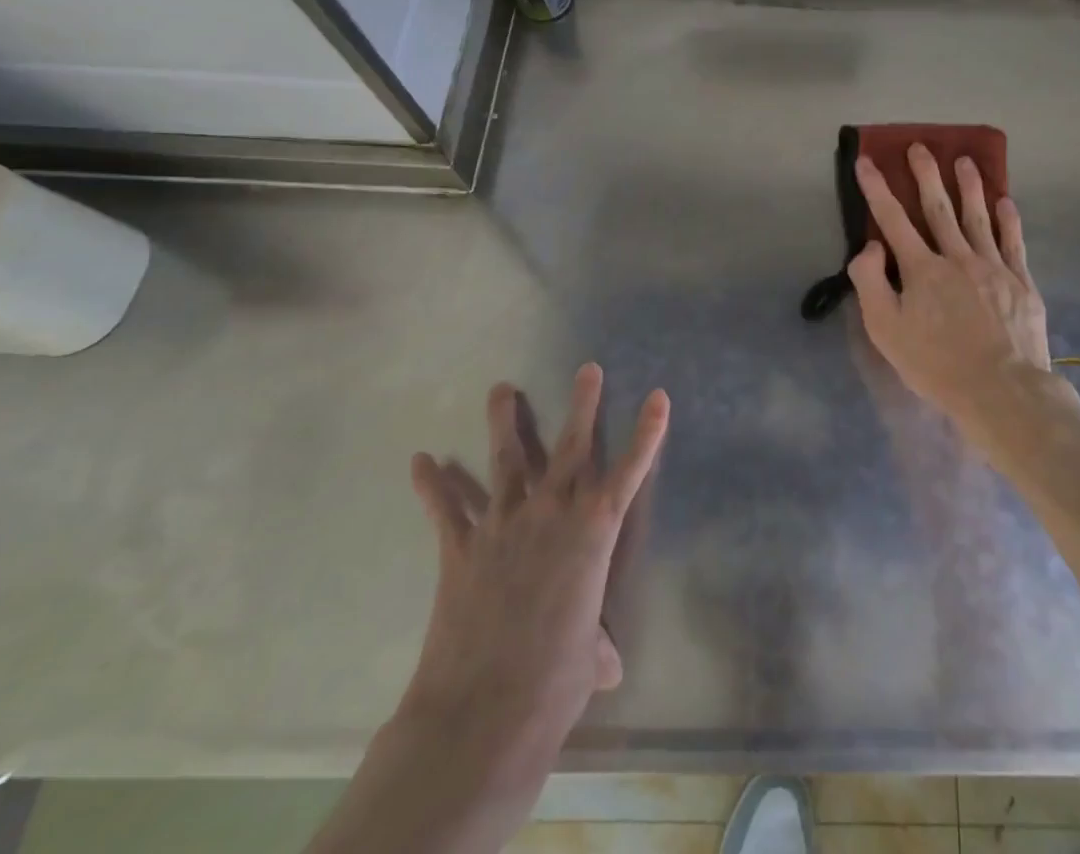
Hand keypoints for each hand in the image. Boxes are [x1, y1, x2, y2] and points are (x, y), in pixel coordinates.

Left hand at [400, 365, 668, 813]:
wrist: (484, 711)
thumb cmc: (554, 681)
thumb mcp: (587, 659)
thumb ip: (596, 646)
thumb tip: (607, 666)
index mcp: (593, 534)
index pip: (629, 473)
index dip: (647, 433)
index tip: (658, 397)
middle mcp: (551, 515)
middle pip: (569, 448)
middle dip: (582, 405)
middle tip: (588, 369)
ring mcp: (503, 526)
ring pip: (506, 461)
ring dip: (504, 423)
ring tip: (501, 389)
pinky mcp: (461, 549)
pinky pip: (446, 509)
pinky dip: (433, 484)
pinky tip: (421, 460)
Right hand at [847, 145, 1051, 424]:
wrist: (1001, 390)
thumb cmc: (936, 364)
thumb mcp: (886, 330)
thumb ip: (871, 283)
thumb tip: (871, 245)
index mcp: (921, 269)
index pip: (892, 219)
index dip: (876, 189)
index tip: (866, 161)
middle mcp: (957, 257)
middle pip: (938, 208)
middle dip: (926, 174)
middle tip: (920, 146)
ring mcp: (993, 267)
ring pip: (978, 217)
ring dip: (969, 186)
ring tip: (965, 160)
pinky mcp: (1021, 283)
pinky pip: (1013, 242)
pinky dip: (1008, 220)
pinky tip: (1006, 202)